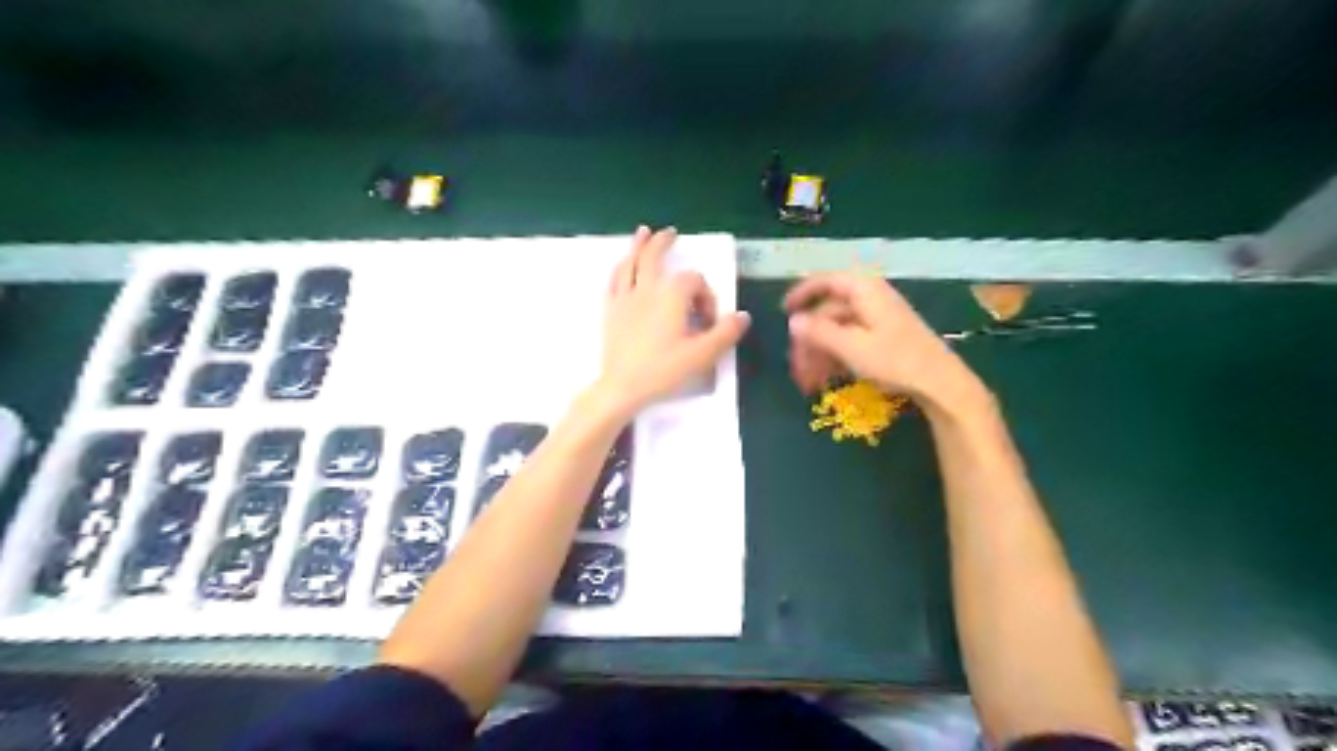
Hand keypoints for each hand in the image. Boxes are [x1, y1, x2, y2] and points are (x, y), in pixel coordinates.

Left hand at [599, 226, 749, 417]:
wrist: (622, 387)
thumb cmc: (663, 370)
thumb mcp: (702, 354)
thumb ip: (726, 332)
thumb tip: (743, 315)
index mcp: (671, 295)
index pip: (694, 282)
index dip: (706, 296)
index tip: (709, 322)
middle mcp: (647, 289)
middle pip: (654, 257)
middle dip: (664, 243)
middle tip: (671, 233)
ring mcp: (625, 298)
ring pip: (631, 264)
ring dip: (638, 246)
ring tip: (643, 232)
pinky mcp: (610, 311)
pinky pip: (614, 281)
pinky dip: (620, 268)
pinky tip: (622, 266)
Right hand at [787, 271, 977, 410]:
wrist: (941, 383)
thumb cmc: (896, 360)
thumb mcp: (852, 347)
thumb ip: (820, 332)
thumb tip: (793, 321)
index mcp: (863, 290)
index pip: (825, 281)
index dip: (801, 293)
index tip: (783, 312)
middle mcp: (870, 298)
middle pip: (828, 312)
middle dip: (809, 340)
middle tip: (795, 367)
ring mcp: (878, 318)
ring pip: (837, 330)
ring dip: (819, 353)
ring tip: (809, 382)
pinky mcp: (884, 337)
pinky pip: (850, 340)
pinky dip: (835, 356)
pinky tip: (826, 378)